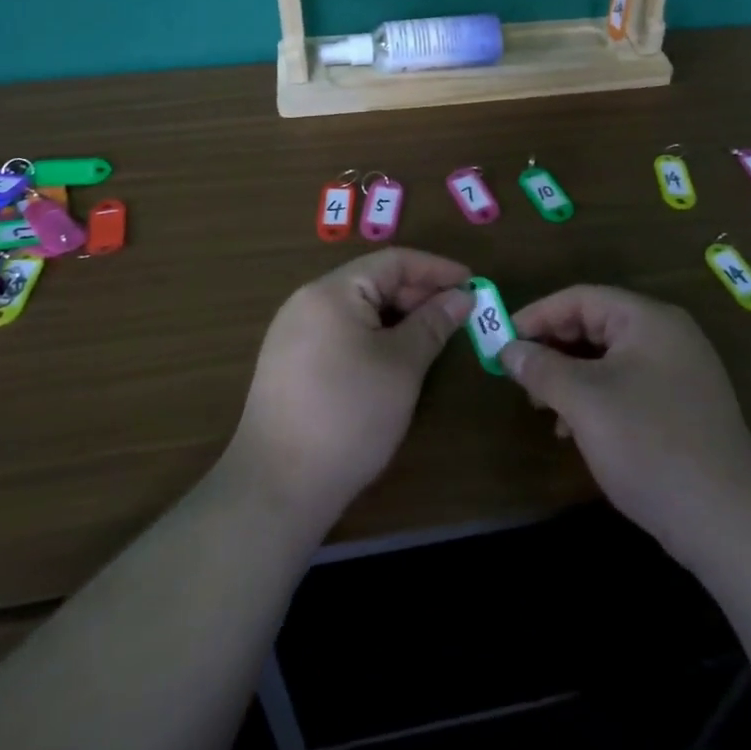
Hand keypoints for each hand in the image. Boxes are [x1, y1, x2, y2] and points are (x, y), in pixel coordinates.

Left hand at [227, 248, 472, 531]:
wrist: (277, 487)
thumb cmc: (348, 416)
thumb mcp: (402, 366)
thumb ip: (433, 324)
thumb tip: (461, 297)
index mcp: (331, 292)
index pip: (393, 261)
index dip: (436, 269)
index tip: (473, 283)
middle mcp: (307, 302)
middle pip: (373, 281)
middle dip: (418, 294)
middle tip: (458, 314)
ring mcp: (293, 333)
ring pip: (358, 308)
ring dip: (398, 316)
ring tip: (433, 335)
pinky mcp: (290, 363)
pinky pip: (341, 331)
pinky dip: (374, 335)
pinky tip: (395, 358)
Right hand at [500, 286, 750, 554]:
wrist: (727, 519)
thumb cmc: (649, 443)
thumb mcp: (585, 402)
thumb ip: (542, 369)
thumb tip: (509, 350)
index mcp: (647, 319)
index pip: (581, 298)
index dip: (538, 316)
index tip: (503, 342)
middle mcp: (666, 335)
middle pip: (595, 324)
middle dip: (553, 348)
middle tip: (519, 377)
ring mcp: (678, 371)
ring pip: (608, 358)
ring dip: (570, 376)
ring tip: (543, 407)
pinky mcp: (681, 406)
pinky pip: (626, 385)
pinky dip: (595, 398)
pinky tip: (576, 431)